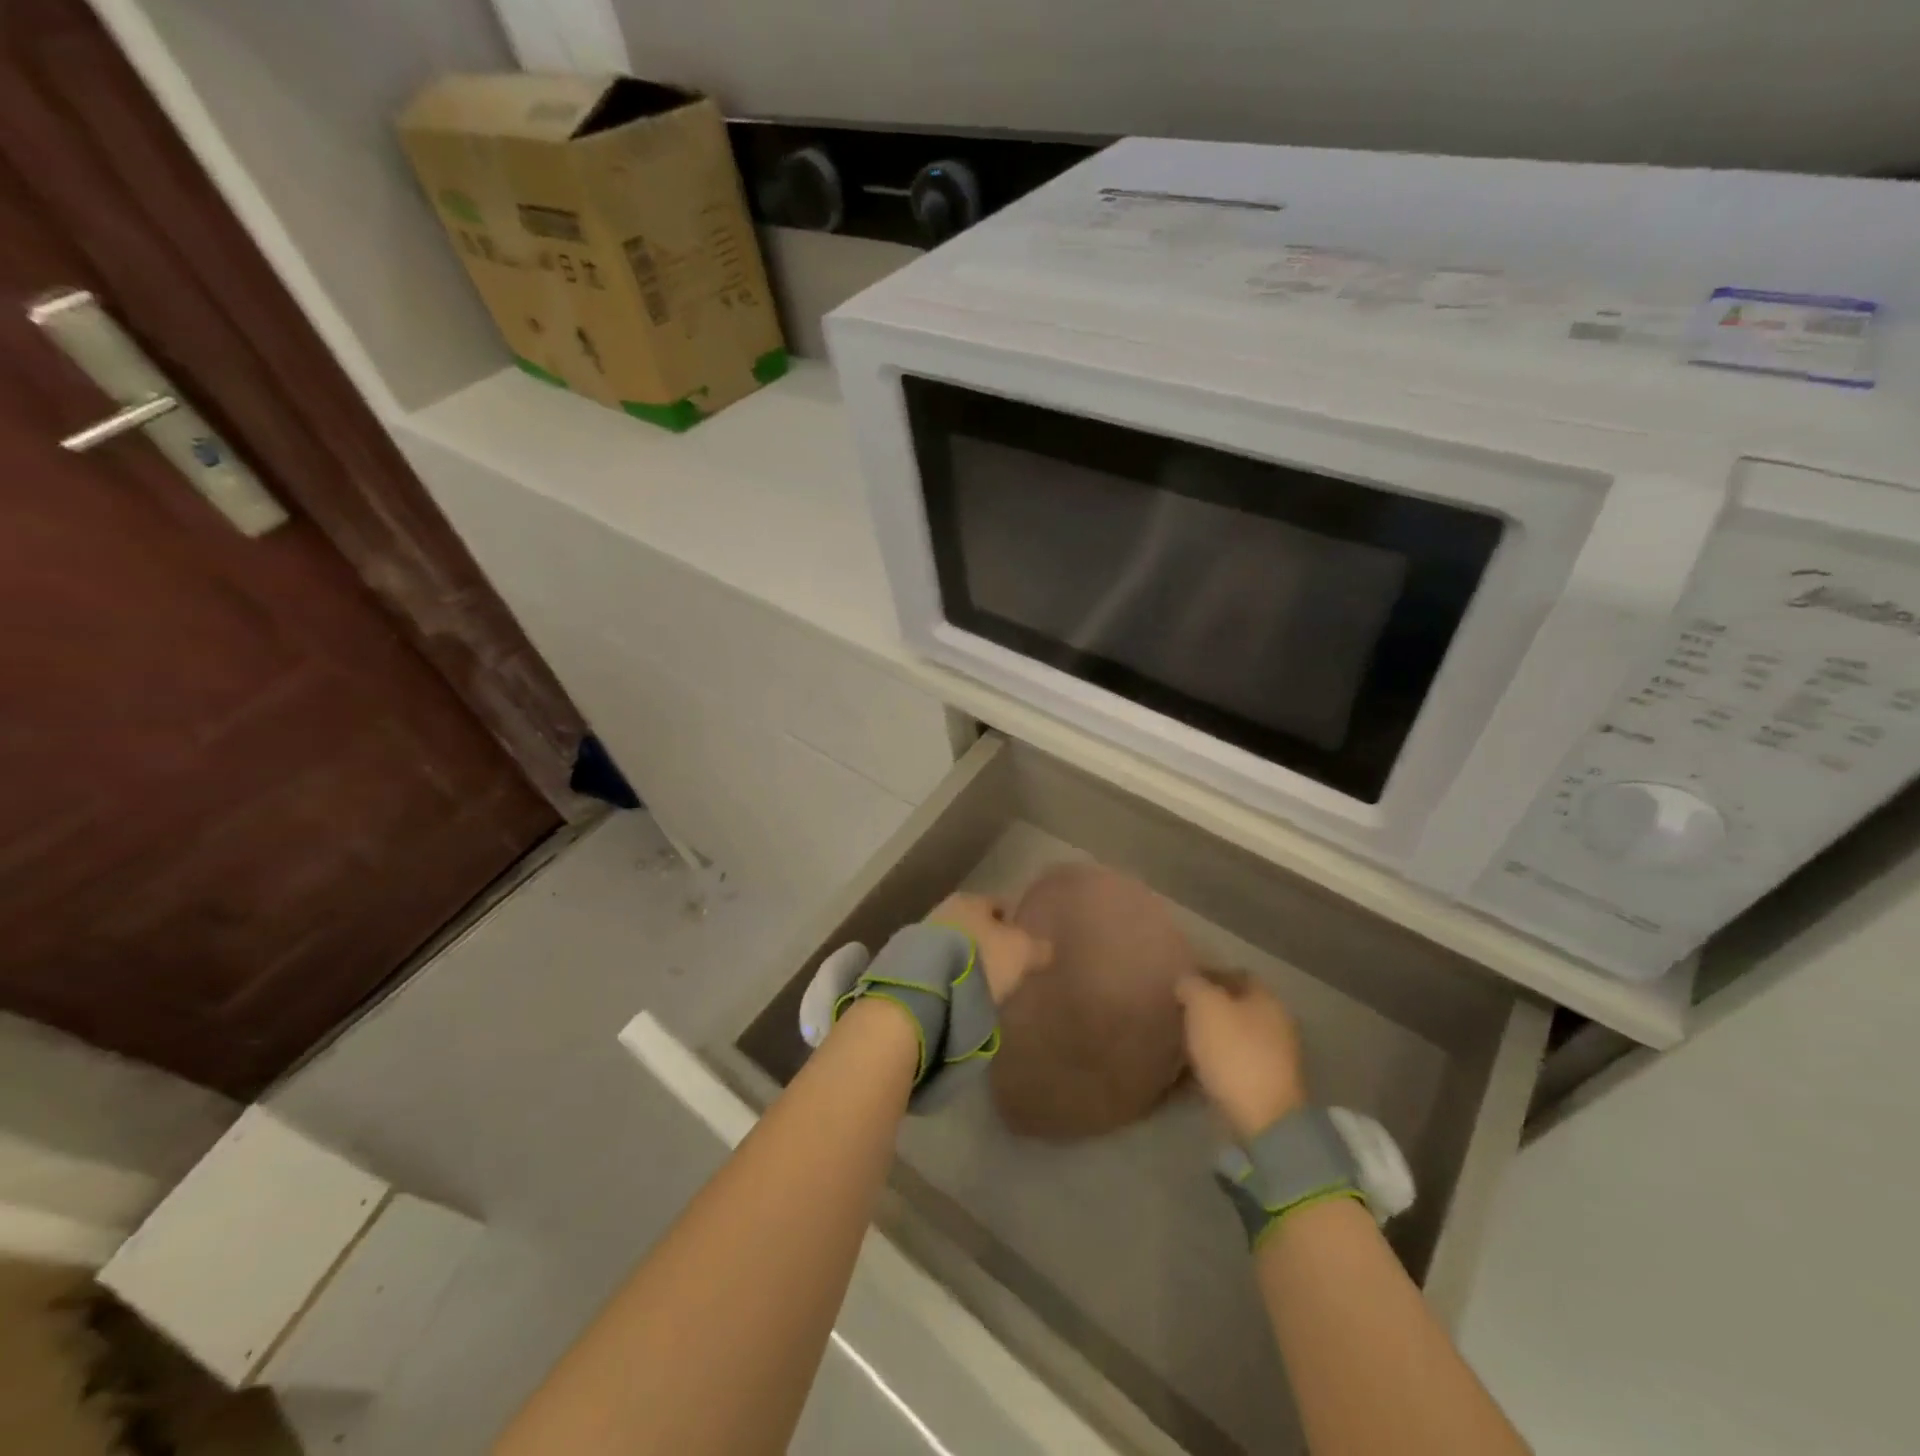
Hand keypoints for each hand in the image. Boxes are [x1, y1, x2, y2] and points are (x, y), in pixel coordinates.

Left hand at [926, 893, 1051, 1005]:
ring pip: (954, 943)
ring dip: (965, 958)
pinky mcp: (908, 962)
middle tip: (1001, 964)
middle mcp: (945, 909)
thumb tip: (1046, 948)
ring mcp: (922, 935)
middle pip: (973, 924)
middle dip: (986, 940)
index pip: (998, 905)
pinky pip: (938, 964)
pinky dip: (949, 973)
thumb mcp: (1021, 952)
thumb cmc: (981, 958)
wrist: (928, 986)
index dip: (1012, 923)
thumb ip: (1037, 947)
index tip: (1021, 943)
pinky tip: (957, 990)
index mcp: (972, 899)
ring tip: (980, 983)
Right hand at [1176, 970, 1308, 1141]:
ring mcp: (1274, 1058)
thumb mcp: (1204, 1006)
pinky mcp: (1265, 1087)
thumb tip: (1186, 981)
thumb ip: (1192, 985)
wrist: (1262, 1119)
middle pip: (1237, 1006)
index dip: (1208, 974)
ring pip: (1234, 1036)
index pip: (1236, 974)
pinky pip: (1233, 1064)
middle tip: (1178, 1011)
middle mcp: (1276, 1023)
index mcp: (1267, 998)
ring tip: (1181, 1040)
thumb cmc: (1234, 1051)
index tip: (1182, 983)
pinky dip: (1214, 1064)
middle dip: (1208, 1008)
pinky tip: (1192, 1069)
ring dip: (1211, 1037)